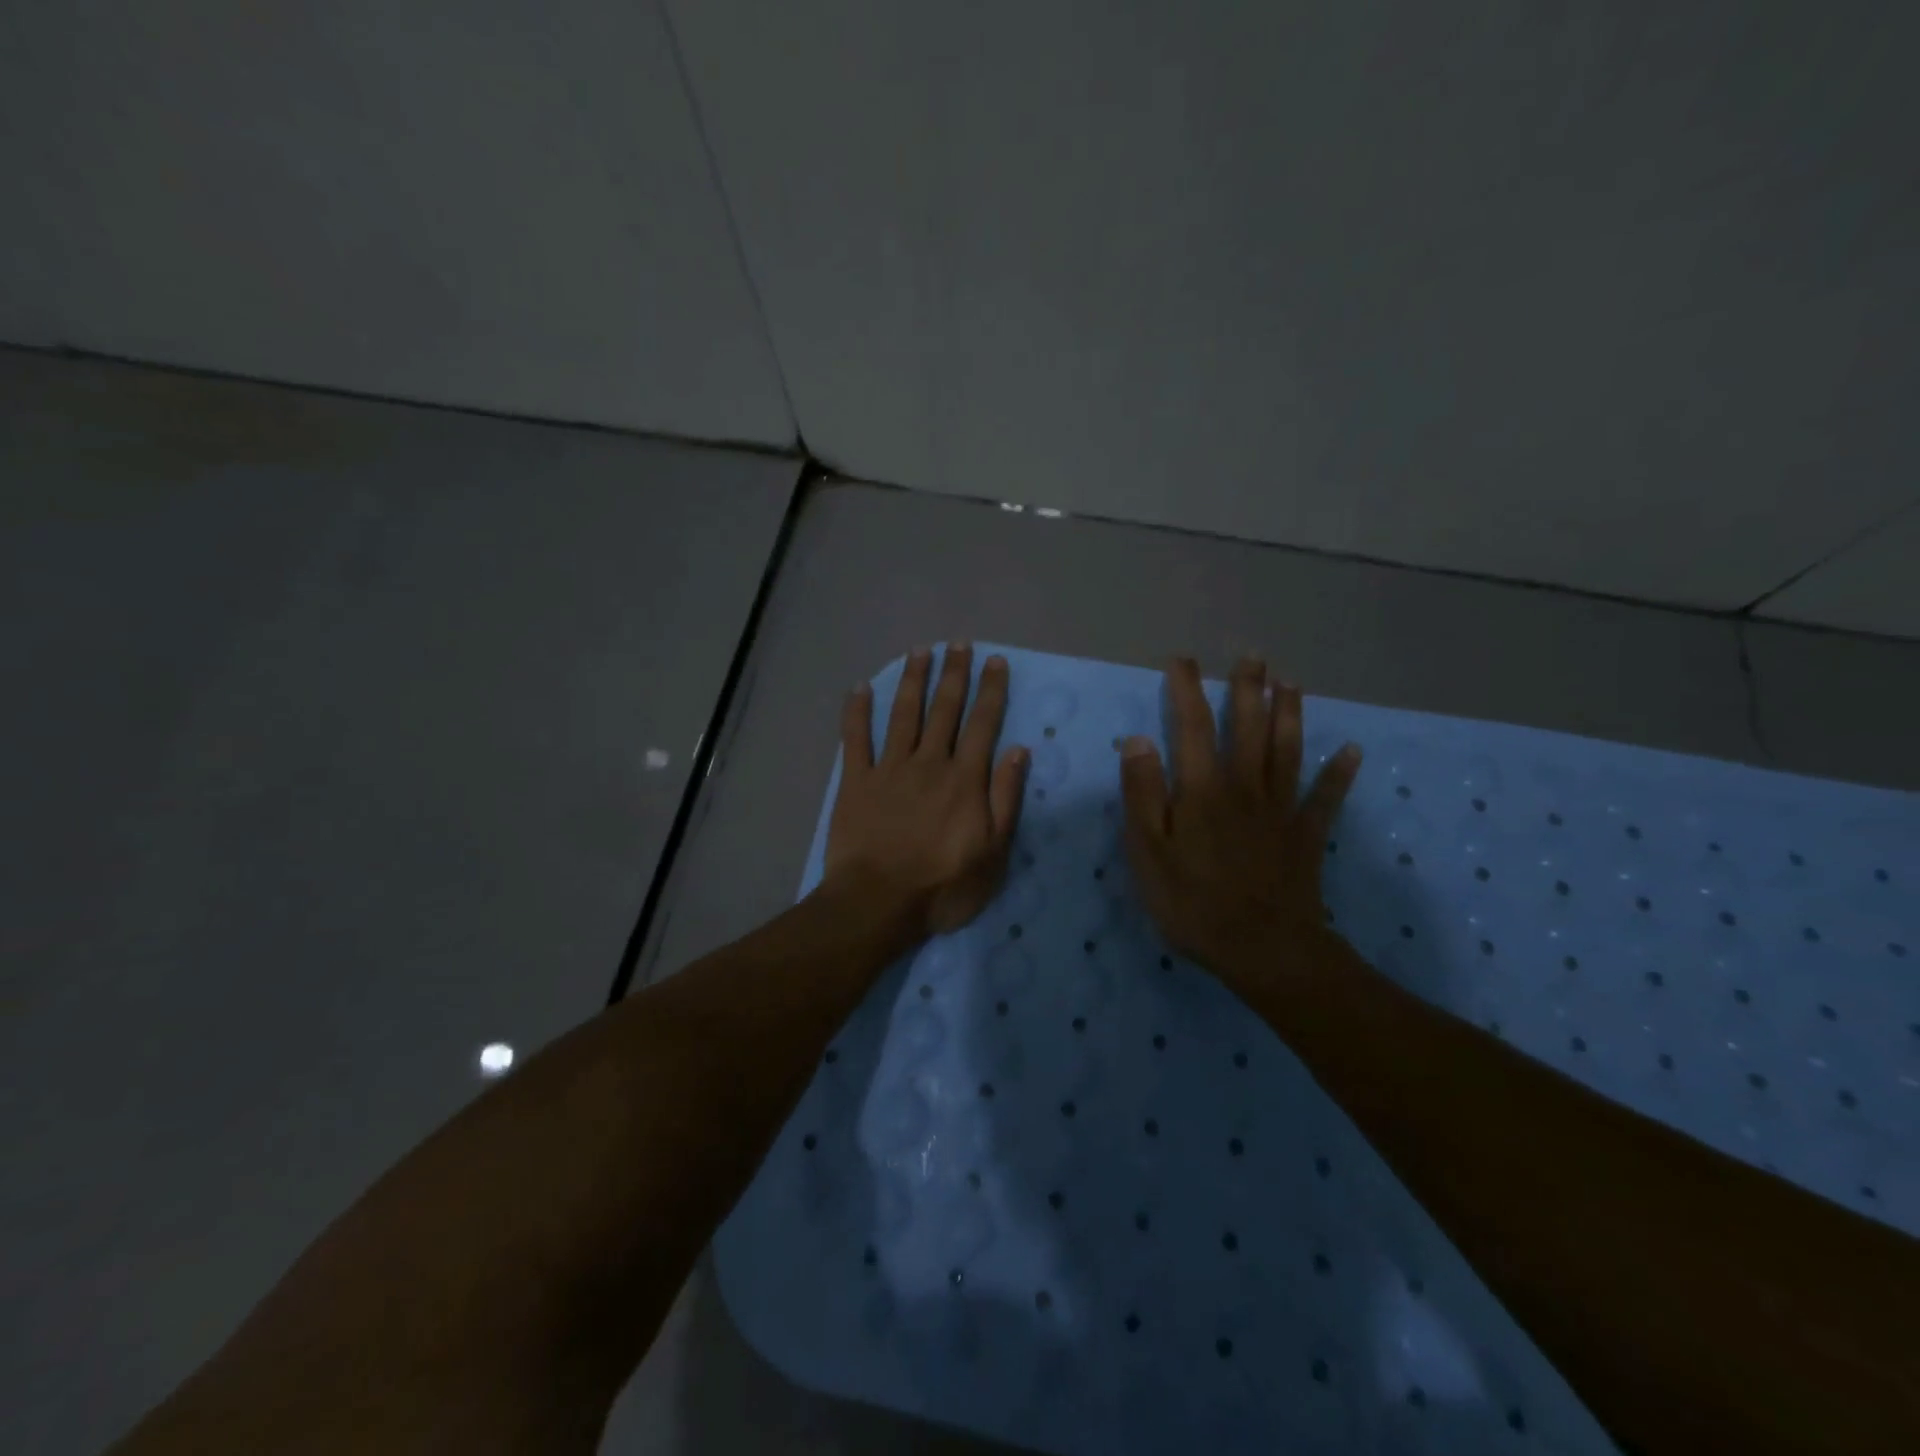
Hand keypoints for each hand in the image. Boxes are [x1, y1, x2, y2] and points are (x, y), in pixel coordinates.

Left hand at [824, 643, 1029, 938]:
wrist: (878, 903)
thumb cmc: (943, 886)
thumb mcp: (993, 852)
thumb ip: (1006, 798)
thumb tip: (1019, 750)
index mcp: (964, 779)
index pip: (982, 724)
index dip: (991, 691)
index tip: (995, 661)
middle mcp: (929, 763)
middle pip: (944, 710)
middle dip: (953, 674)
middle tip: (959, 644)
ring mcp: (889, 769)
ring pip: (903, 714)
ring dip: (912, 680)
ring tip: (919, 651)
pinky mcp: (856, 781)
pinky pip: (855, 739)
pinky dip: (856, 712)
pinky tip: (859, 688)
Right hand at [1119, 656, 1362, 979]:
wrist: (1263, 950)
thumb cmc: (1193, 903)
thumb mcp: (1148, 852)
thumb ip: (1143, 794)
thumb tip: (1139, 740)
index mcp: (1202, 790)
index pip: (1192, 727)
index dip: (1187, 690)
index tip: (1182, 661)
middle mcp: (1244, 787)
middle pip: (1248, 728)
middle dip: (1248, 690)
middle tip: (1252, 656)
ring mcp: (1280, 810)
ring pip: (1287, 751)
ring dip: (1290, 714)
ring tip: (1292, 682)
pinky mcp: (1306, 836)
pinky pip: (1326, 799)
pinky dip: (1339, 774)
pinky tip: (1352, 751)